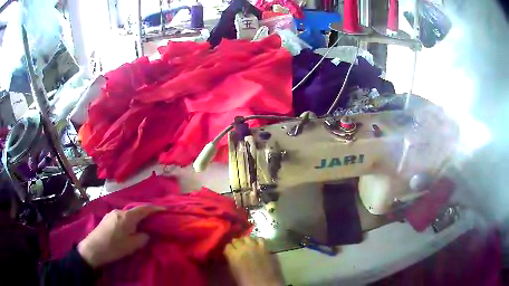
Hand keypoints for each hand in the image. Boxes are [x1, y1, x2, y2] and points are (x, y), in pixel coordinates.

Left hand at [77, 205, 163, 268]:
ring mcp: (112, 213)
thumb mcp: (132, 246)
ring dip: (136, 218)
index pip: (143, 209)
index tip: (164, 209)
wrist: (94, 248)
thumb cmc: (114, 247)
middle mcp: (119, 211)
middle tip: (154, 221)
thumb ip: (142, 238)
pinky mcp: (107, 218)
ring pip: (128, 214)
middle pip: (135, 210)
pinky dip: (129, 220)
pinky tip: (129, 228)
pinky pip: (122, 217)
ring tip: (141, 227)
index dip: (154, 209)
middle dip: (145, 214)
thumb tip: (146, 233)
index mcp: (127, 217)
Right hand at [224, 237, 283, 285]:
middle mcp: (243, 248)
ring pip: (247, 237)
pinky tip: (257, 245)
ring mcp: (255, 247)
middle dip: (236, 244)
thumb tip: (230, 257)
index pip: (227, 246)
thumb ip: (231, 261)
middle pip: (236, 240)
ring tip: (246, 245)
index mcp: (233, 255)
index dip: (228, 250)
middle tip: (237, 249)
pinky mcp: (265, 248)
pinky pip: (260, 239)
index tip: (229, 253)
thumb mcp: (233, 272)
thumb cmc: (246, 281)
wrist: (264, 283)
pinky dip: (257, 241)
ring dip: (245, 241)